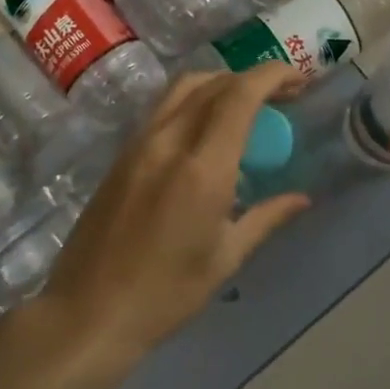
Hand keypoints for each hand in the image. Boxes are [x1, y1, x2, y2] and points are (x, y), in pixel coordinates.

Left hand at [32, 64, 310, 374]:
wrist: (88, 312)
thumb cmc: (165, 294)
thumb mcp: (225, 258)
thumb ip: (266, 217)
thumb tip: (301, 198)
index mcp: (202, 168)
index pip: (240, 96)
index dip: (272, 76)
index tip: (299, 80)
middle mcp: (168, 142)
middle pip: (212, 83)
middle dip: (252, 78)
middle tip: (282, 95)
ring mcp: (139, 144)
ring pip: (183, 88)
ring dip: (220, 83)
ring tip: (247, 105)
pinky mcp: (122, 155)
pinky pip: (164, 109)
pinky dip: (194, 101)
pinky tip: (208, 128)